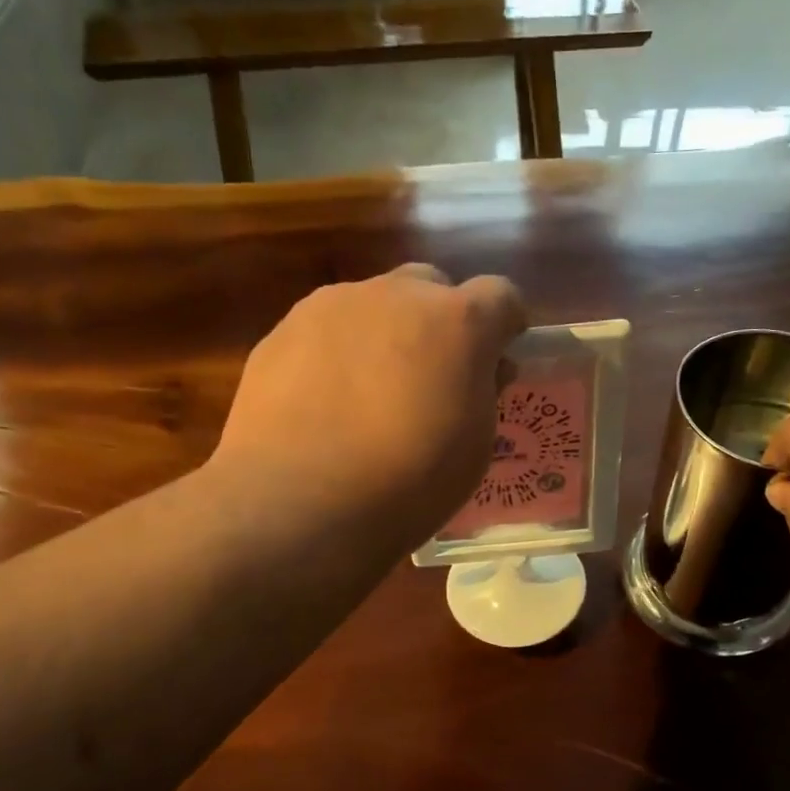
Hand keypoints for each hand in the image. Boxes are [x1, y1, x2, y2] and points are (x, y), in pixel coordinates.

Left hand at [213, 264, 524, 540]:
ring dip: (386, 335)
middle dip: (441, 322)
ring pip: (375, 304)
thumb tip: (482, 369)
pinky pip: (327, 329)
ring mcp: (333, 305)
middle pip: (432, 287)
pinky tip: (326, 404)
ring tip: (370, 395)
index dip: (505, 327)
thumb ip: (484, 392)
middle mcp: (397, 296)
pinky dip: (338, 355)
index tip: (498, 361)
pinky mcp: (283, 329)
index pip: (502, 296)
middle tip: (433, 377)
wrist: (299, 503)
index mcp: (458, 322)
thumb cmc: (407, 483)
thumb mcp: (474, 447)